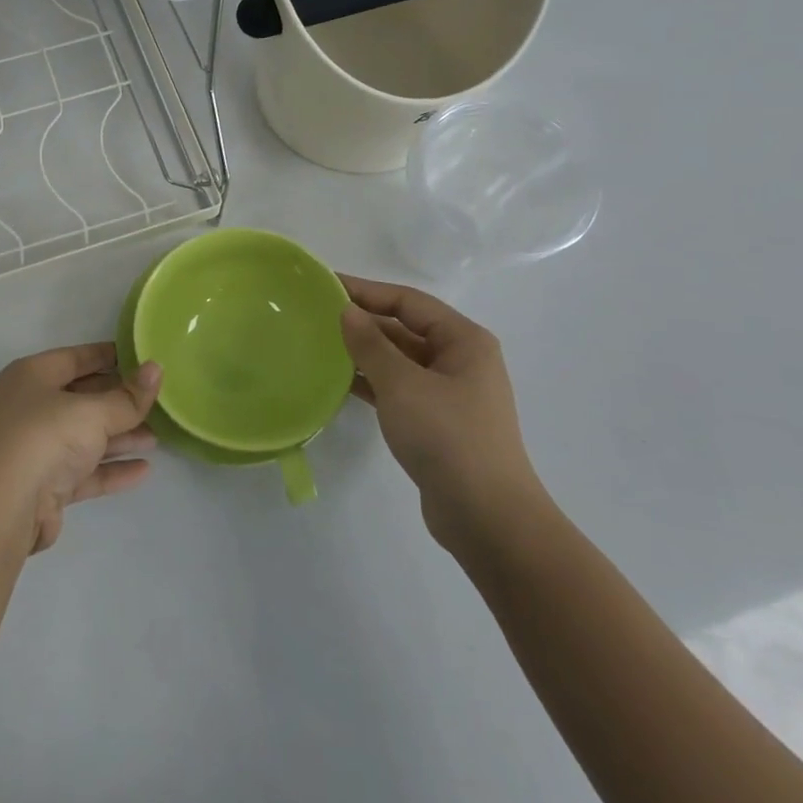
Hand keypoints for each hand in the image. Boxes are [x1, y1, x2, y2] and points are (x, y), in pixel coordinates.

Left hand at [0, 343, 161, 553]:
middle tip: (159, 401)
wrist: (2, 508)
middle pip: (82, 398)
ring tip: (157, 437)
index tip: (143, 358)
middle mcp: (30, 408)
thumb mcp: (92, 411)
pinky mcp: (45, 485)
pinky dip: (111, 468)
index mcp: (32, 376)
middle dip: (120, 401)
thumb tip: (157, 369)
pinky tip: (143, 470)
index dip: (109, 356)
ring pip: (85, 437)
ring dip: (120, 436)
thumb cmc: (44, 438)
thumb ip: (128, 396)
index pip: (76, 358)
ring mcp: (36, 448)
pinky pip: (85, 470)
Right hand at [338, 275, 547, 555]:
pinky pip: (398, 388)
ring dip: (364, 352)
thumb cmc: (448, 438)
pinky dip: (371, 381)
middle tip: (316, 316)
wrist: (487, 518)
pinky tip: (337, 381)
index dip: (366, 290)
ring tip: (319, 345)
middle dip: (363, 321)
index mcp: (464, 341)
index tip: (325, 285)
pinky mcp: (436, 421)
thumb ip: (371, 344)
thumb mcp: (403, 384)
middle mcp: (460, 360)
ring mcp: (449, 393)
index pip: (408, 302)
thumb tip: (347, 311)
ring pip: (399, 360)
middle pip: (405, 328)